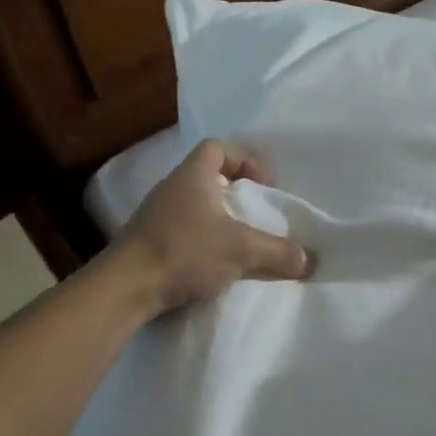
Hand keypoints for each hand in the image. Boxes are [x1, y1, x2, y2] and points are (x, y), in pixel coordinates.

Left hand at [110, 139, 314, 316]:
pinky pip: (182, 231)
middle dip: (235, 193)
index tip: (265, 184)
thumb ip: (278, 252)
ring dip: (219, 219)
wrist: (125, 288)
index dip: (245, 159)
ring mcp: (155, 216)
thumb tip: (309, 260)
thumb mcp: (241, 249)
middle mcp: (171, 189)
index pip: (217, 147)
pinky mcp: (147, 244)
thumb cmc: (184, 251)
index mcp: (192, 176)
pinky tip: (215, 265)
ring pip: (194, 206)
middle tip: (257, 214)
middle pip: (207, 177)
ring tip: (240, 242)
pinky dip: (202, 241)